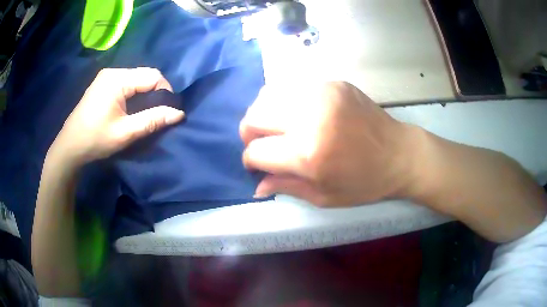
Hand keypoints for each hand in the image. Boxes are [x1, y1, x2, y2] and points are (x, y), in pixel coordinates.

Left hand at [51, 67, 184, 165]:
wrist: (69, 147)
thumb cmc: (95, 140)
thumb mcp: (125, 133)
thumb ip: (152, 120)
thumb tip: (179, 114)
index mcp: (118, 79)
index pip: (153, 75)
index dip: (165, 91)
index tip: (167, 111)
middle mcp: (113, 72)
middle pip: (144, 75)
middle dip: (155, 92)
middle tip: (156, 114)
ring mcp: (106, 77)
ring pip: (135, 79)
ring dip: (144, 93)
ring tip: (144, 112)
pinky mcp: (102, 84)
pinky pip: (125, 83)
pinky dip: (133, 93)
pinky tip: (130, 108)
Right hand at [240, 81, 416, 206]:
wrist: (399, 153)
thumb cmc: (365, 182)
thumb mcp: (324, 196)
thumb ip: (286, 187)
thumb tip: (257, 186)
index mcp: (307, 154)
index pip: (256, 151)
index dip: (250, 161)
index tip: (257, 165)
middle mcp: (309, 118)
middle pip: (254, 116)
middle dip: (249, 133)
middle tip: (262, 144)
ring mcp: (321, 94)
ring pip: (268, 94)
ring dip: (264, 114)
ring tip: (277, 127)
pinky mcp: (332, 83)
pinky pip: (292, 86)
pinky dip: (285, 102)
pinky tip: (298, 114)